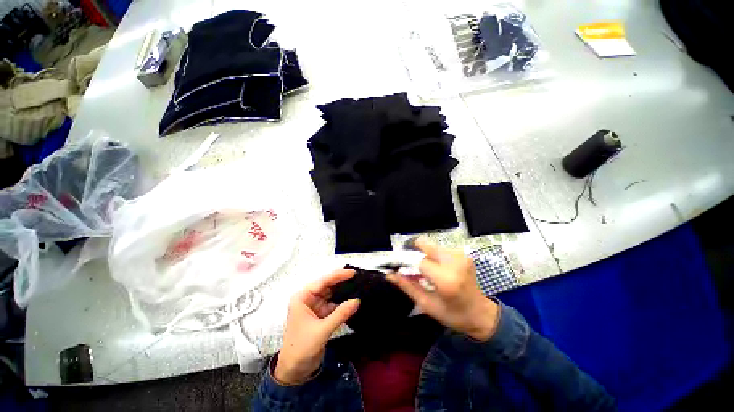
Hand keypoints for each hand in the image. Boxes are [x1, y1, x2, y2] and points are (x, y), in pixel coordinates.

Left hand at [274, 269, 359, 384]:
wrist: (294, 372)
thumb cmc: (302, 348)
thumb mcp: (322, 330)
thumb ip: (340, 314)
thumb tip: (357, 300)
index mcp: (303, 297)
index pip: (322, 282)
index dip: (338, 275)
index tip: (353, 272)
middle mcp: (308, 299)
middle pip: (328, 286)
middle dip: (342, 283)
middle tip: (358, 278)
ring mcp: (315, 307)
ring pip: (332, 295)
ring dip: (344, 293)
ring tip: (359, 286)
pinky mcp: (321, 316)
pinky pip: (334, 306)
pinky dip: (343, 304)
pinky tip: (353, 300)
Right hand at [386, 237, 499, 340]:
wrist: (481, 314)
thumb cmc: (453, 315)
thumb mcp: (427, 305)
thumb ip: (407, 286)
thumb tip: (389, 275)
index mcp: (446, 279)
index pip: (419, 261)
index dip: (406, 262)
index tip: (398, 266)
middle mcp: (455, 263)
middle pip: (425, 246)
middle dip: (414, 253)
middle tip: (411, 267)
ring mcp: (461, 256)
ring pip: (431, 246)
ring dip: (424, 256)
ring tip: (426, 271)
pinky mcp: (464, 254)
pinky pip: (440, 249)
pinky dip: (434, 256)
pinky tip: (436, 269)